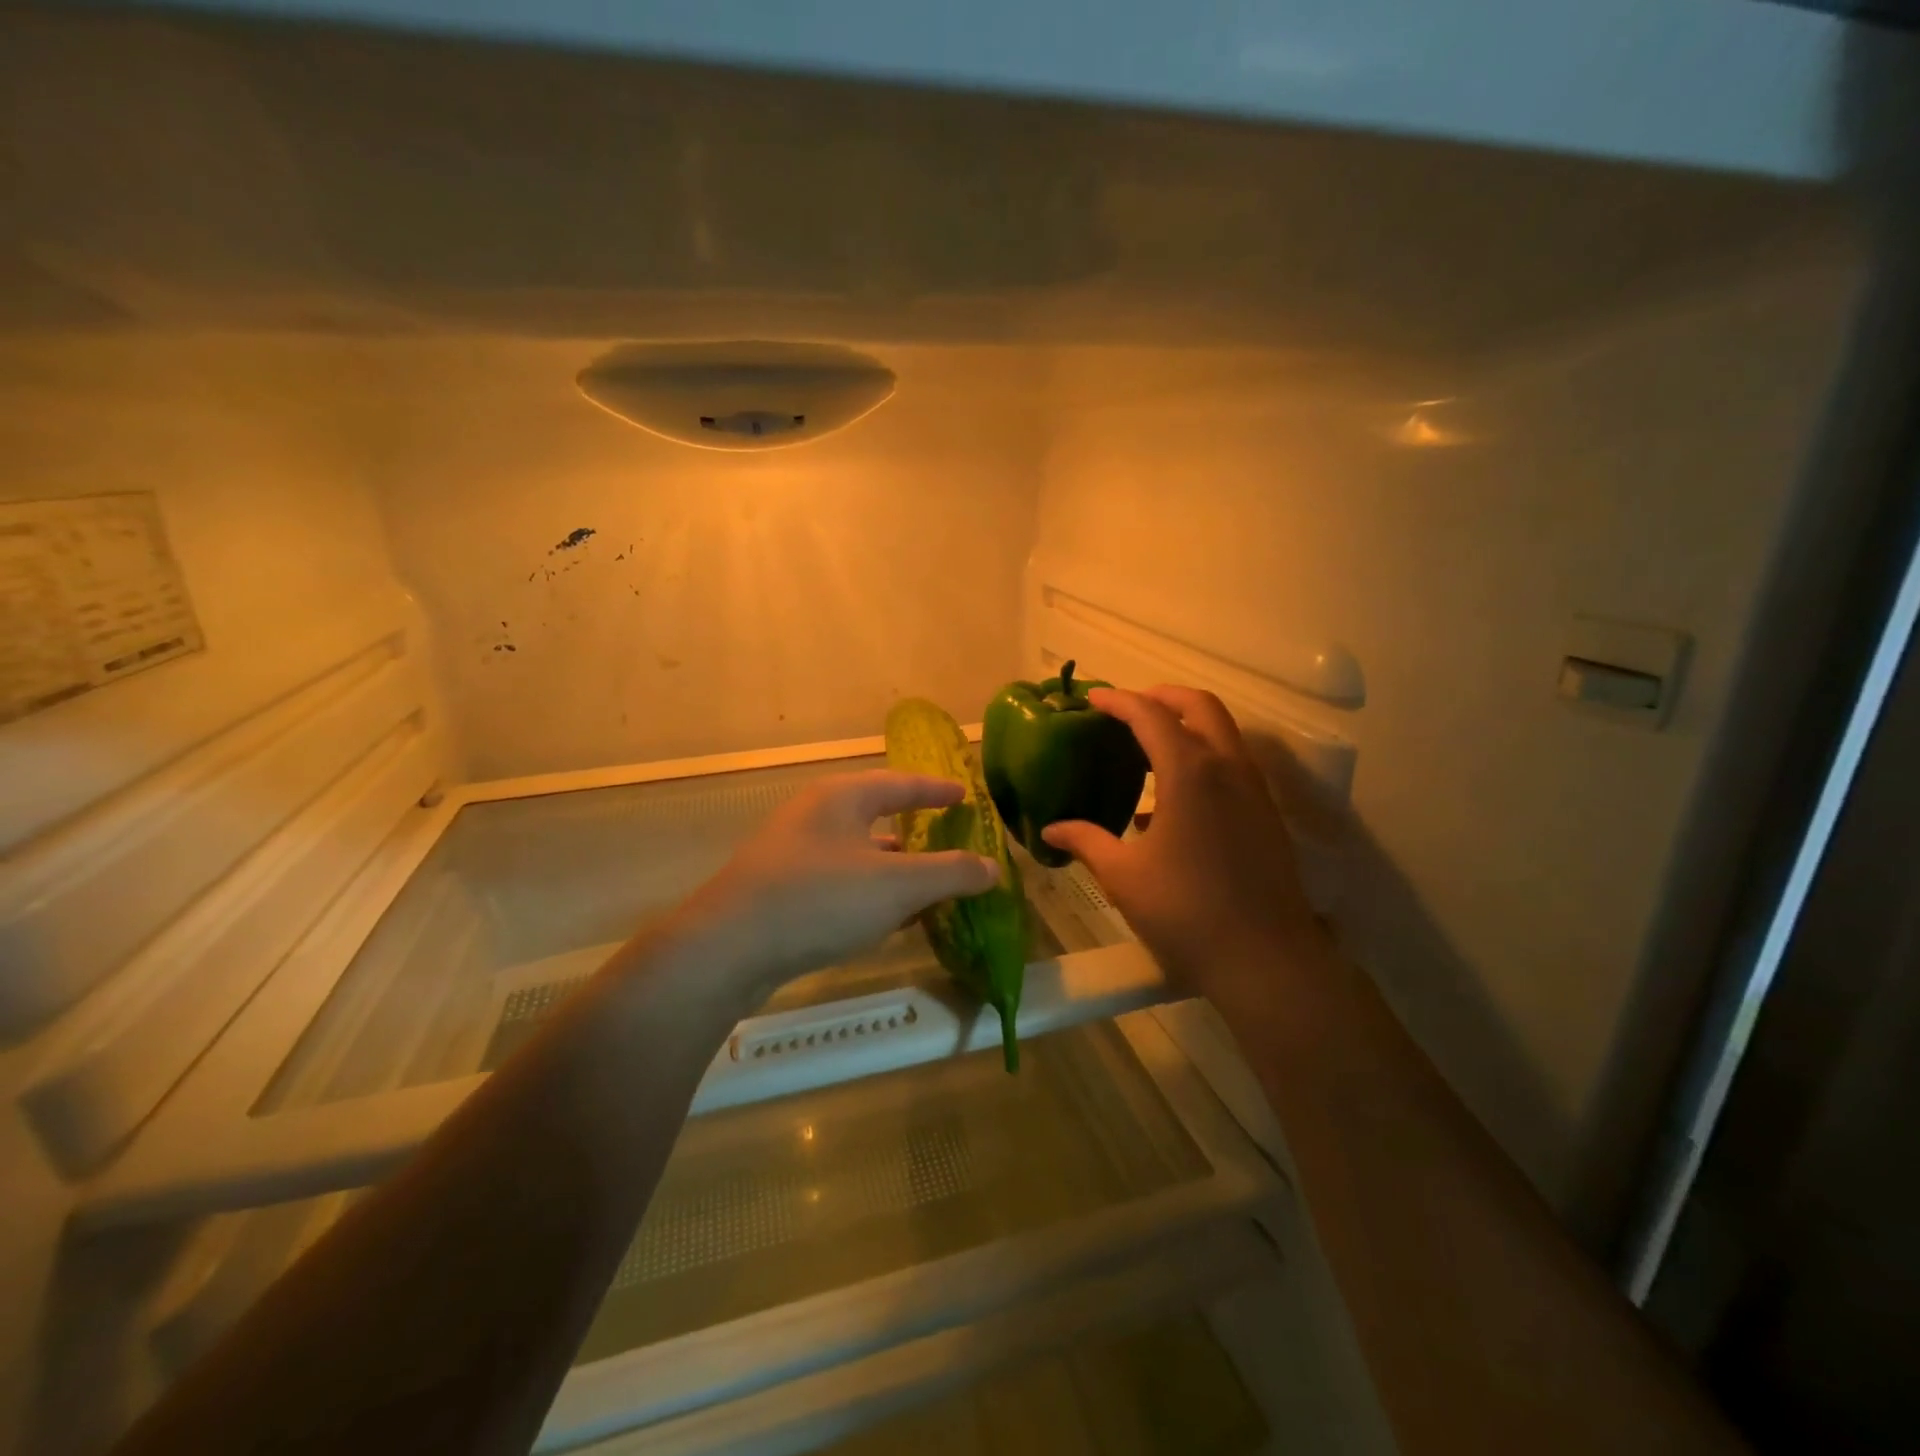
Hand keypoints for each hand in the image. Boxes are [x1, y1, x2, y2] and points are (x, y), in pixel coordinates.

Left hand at [673, 770, 1000, 1003]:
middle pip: (876, 815)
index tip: (965, 796)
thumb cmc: (821, 899)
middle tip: (947, 838)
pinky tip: (887, 919)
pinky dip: (869, 893)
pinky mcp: (781, 890)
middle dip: (914, 829)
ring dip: (892, 867)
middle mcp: (815, 816)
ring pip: (857, 852)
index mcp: (842, 797)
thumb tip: (993, 868)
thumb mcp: (897, 885)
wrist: (729, 948)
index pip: (901, 784)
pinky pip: (839, 882)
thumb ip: (950, 873)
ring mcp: (793, 853)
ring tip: (925, 885)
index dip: (936, 790)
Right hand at [1041, 686, 1323, 999]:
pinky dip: (1202, 757)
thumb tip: (1051, 829)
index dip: (1119, 701)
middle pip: (1200, 706)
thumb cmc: (1186, 913)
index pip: (1151, 715)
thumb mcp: (1124, 876)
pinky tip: (1171, 798)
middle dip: (1163, 696)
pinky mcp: (1266, 815)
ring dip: (1187, 725)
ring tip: (1147, 745)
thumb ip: (1086, 841)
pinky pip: (1232, 765)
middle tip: (1128, 707)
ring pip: (1223, 733)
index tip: (1092, 699)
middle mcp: (1228, 768)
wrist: (1265, 960)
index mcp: (1190, 773)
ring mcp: (1254, 791)